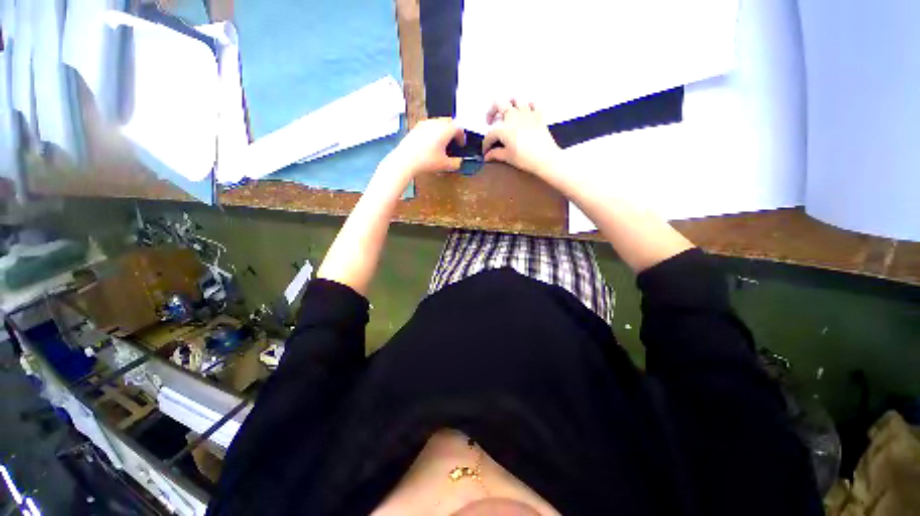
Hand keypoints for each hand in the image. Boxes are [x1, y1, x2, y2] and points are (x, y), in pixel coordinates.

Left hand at [381, 118, 465, 179]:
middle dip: (452, 131)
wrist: (406, 160)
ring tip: (442, 144)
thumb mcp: (445, 165)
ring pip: (438, 123)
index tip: (461, 144)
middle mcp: (436, 123)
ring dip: (442, 131)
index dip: (462, 137)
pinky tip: (430, 145)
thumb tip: (458, 162)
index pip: (458, 128)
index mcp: (446, 129)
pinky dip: (433, 133)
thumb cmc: (426, 161)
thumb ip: (455, 163)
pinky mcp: (416, 128)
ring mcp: (425, 124)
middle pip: (448, 122)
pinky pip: (428, 127)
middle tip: (453, 142)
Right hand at [482, 100, 561, 177]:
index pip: (490, 134)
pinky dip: (527, 106)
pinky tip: (525, 113)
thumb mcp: (507, 157)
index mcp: (504, 128)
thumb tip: (487, 156)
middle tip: (490, 122)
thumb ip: (495, 154)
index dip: (486, 144)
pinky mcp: (538, 115)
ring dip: (508, 105)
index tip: (486, 152)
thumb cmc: (525, 158)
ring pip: (515, 99)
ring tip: (506, 113)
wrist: (545, 158)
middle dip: (491, 112)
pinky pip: (532, 104)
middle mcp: (514, 116)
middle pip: (498, 104)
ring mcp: (527, 113)